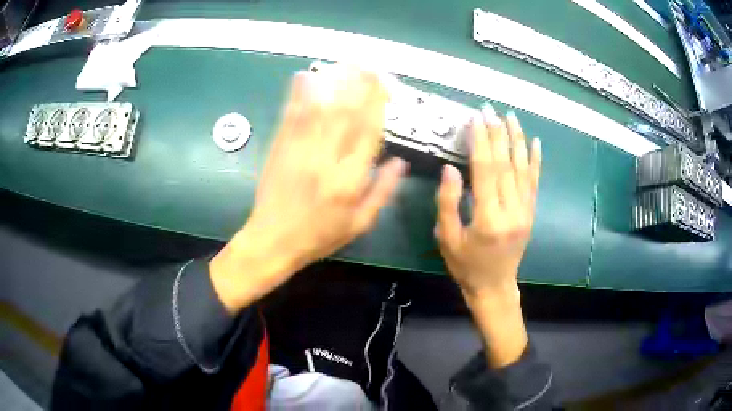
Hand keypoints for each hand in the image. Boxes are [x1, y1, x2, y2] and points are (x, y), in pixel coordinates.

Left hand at [211, 66, 406, 311]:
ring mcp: (299, 150)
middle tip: (371, 64)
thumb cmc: (319, 236)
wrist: (272, 241)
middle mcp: (325, 160)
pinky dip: (299, 93)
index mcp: (349, 180)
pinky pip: (291, 115)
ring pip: (320, 108)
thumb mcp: (360, 223)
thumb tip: (401, 162)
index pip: (369, 133)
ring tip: (347, 62)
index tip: (387, 85)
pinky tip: (306, 75)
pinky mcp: (280, 147)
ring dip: (334, 82)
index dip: (379, 105)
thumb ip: (383, 191)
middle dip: (360, 85)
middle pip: (346, 113)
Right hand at [435, 106, 540, 299]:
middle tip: (490, 110)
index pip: (485, 171)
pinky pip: (534, 182)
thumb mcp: (447, 238)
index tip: (475, 119)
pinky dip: (535, 161)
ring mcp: (525, 212)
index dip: (480, 142)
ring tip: (511, 116)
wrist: (494, 286)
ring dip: (517, 139)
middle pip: (505, 165)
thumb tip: (451, 168)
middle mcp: (511, 211)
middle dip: (497, 134)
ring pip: (522, 169)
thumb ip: (448, 203)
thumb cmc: (466, 265)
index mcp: (488, 219)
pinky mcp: (531, 213)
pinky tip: (535, 142)